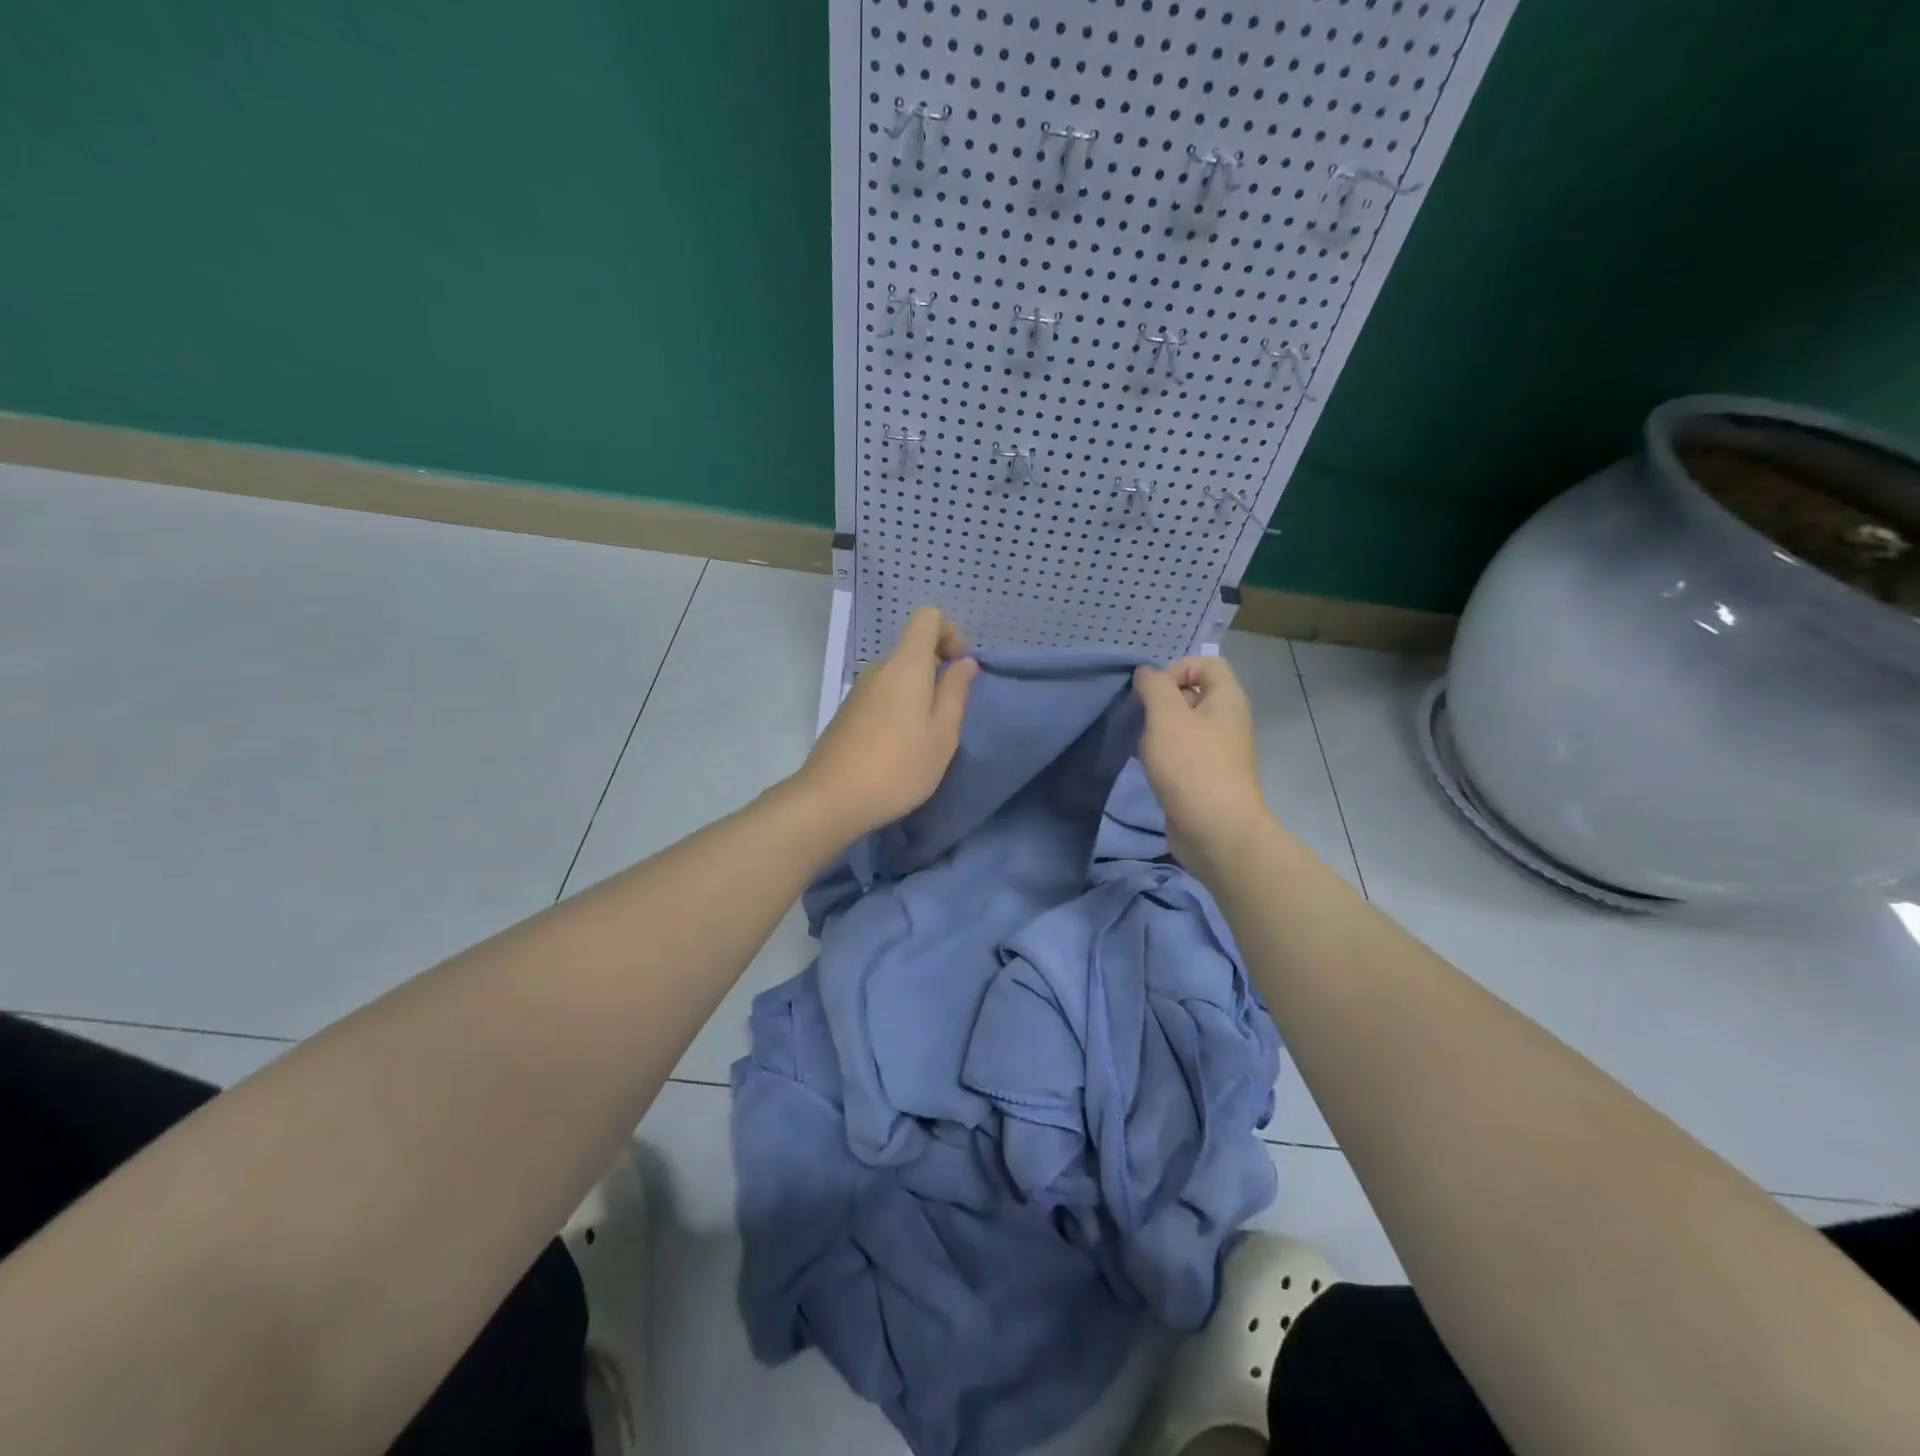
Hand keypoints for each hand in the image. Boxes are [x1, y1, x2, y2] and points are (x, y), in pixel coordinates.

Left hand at [792, 606, 979, 842]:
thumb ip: (956, 692)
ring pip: (897, 674)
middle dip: (938, 667)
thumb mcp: (942, 733)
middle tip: (951, 711)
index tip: (960, 667)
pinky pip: (882, 694)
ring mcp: (859, 691)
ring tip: (927, 734)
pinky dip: (899, 707)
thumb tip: (965, 662)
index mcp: (905, 664)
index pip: (928, 617)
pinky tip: (901, 746)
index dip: (950, 632)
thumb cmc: (898, 766)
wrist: (831, 799)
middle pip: (913, 647)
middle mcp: (879, 668)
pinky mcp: (848, 713)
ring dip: (919, 691)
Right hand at [1133, 656, 1271, 876]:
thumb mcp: (1167, 717)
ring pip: (1181, 725)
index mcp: (1227, 699)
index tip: (1153, 692)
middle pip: (1191, 693)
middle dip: (1159, 701)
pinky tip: (1145, 766)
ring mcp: (1216, 749)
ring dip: (1156, 730)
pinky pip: (1179, 751)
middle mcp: (1226, 720)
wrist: (1215, 831)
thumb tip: (1146, 673)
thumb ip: (1154, 687)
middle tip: (1140, 719)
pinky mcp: (1203, 775)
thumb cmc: (1192, 766)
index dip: (1177, 669)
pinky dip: (1160, 753)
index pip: (1205, 663)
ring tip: (1140, 745)